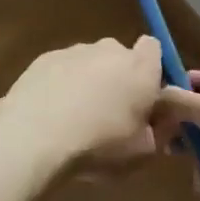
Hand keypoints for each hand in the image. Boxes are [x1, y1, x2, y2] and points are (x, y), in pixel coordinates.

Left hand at [0, 37, 164, 171]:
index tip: (146, 96)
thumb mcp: (144, 152)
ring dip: (88, 82)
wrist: (35, 135)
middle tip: (111, 114)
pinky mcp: (44, 58)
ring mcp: (74, 50)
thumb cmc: (100, 144)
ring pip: (89, 63)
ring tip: (75, 119)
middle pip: (120, 57)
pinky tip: (51, 114)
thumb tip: (164, 119)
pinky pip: (61, 69)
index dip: (151, 69)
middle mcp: (110, 50)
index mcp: (141, 68)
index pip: (154, 48)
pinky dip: (61, 85)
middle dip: (118, 78)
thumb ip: (161, 131)